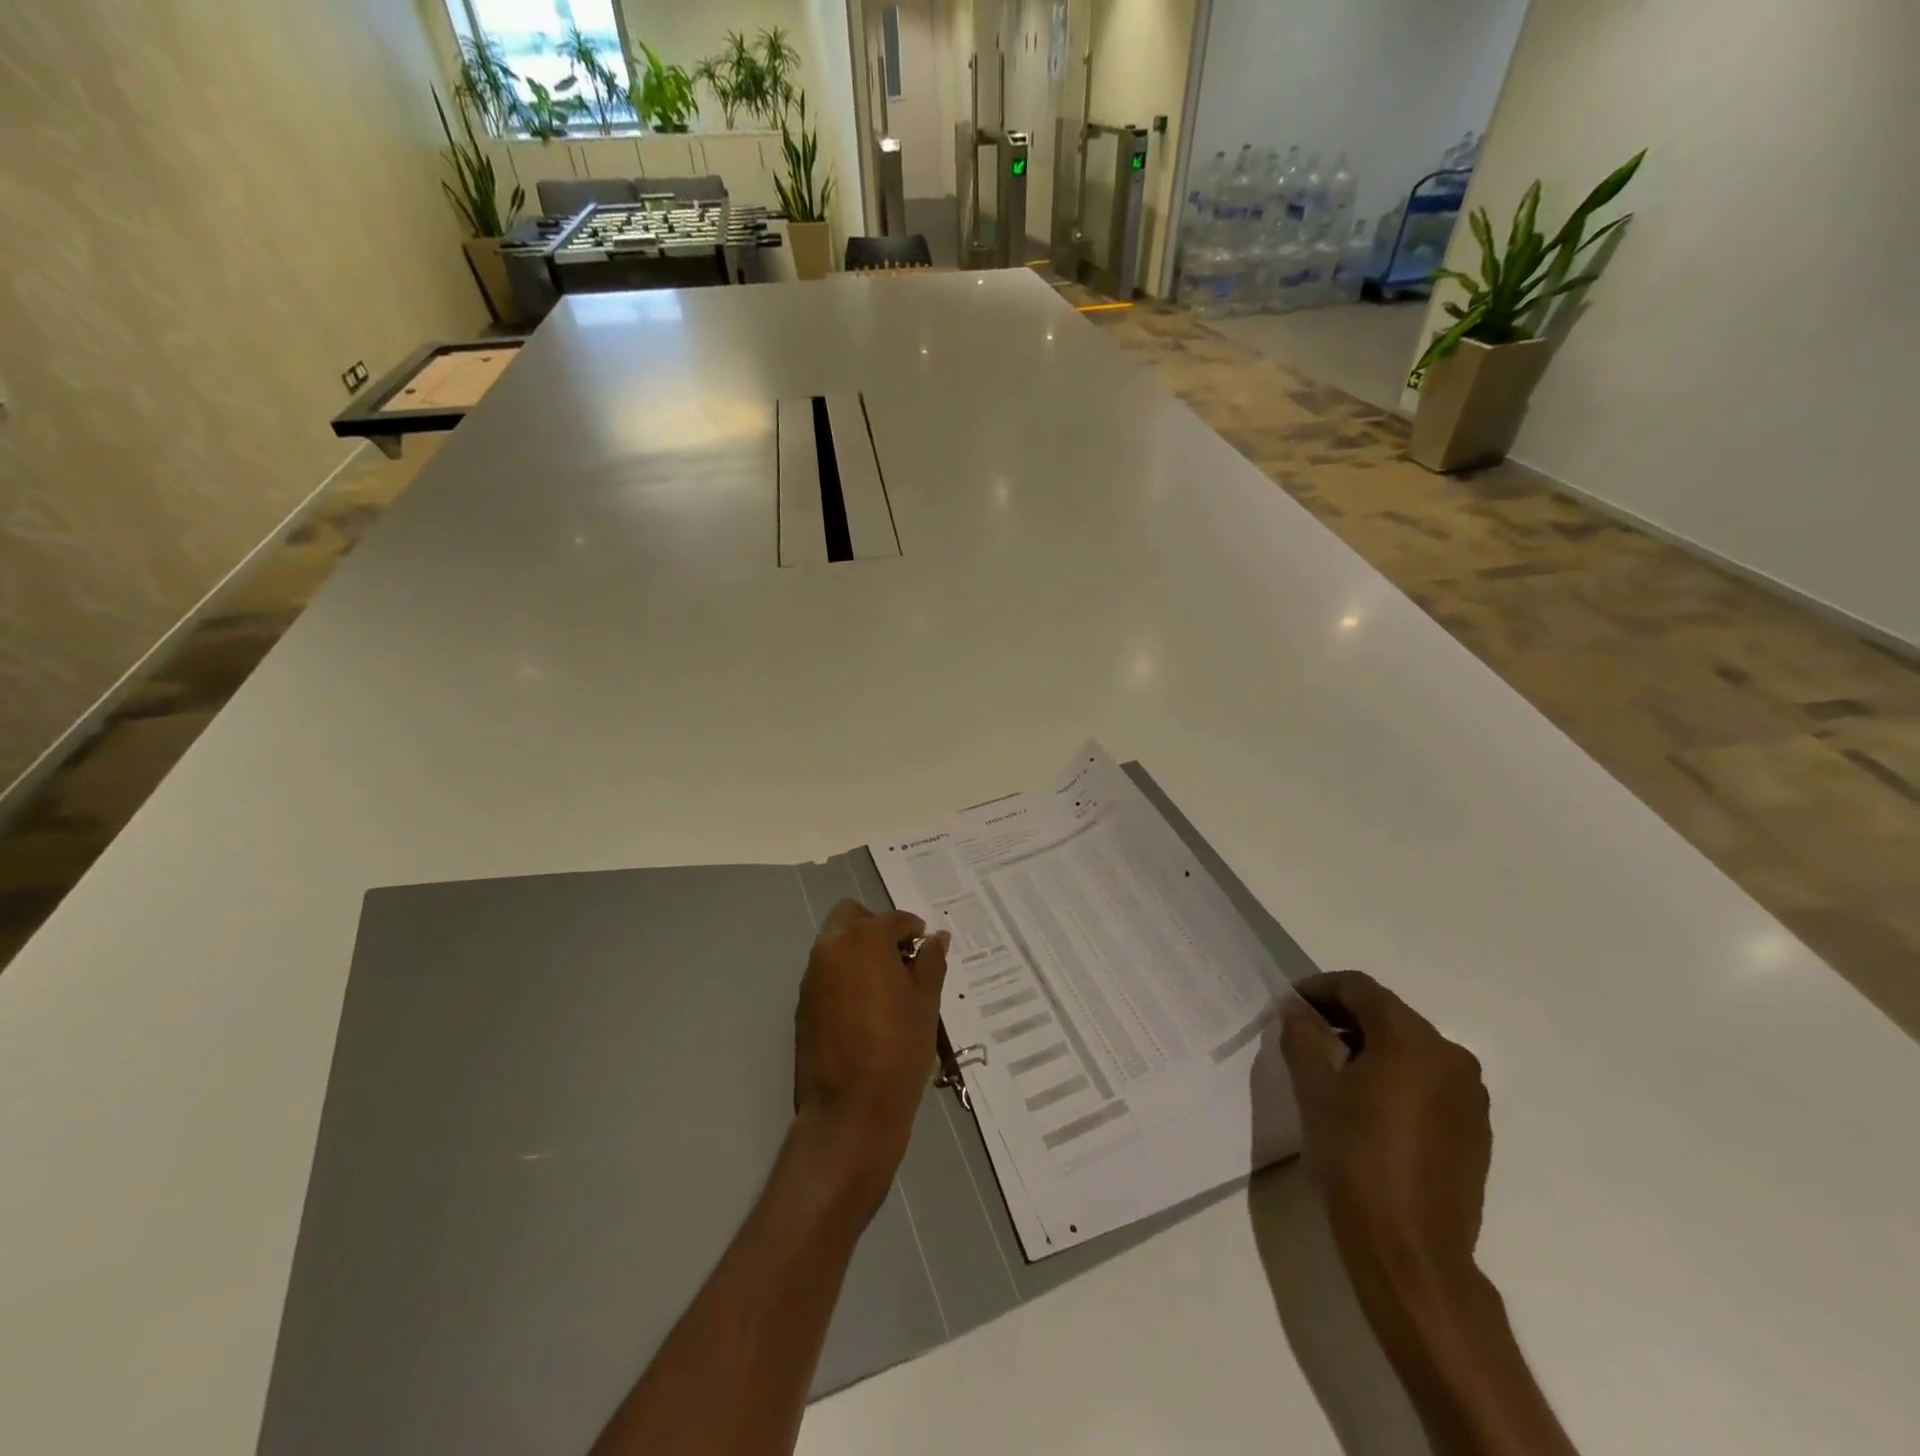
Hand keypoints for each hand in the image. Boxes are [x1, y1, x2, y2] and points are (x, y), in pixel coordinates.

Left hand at [791, 901, 949, 1207]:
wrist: (850, 1112)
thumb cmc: (899, 1050)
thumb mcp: (926, 1003)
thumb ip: (931, 962)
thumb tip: (936, 938)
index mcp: (863, 940)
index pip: (893, 919)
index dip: (914, 930)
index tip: (927, 948)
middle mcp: (830, 949)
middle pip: (851, 916)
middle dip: (877, 928)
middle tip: (902, 958)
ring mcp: (812, 977)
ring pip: (835, 943)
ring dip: (859, 950)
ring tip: (889, 985)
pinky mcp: (803, 1004)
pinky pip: (827, 972)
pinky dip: (846, 974)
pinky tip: (868, 1007)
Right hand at [1279, 970, 1491, 1301]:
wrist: (1412, 1250)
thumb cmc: (1355, 1157)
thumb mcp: (1314, 1089)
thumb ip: (1302, 1036)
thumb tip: (1297, 1011)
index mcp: (1412, 1039)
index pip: (1361, 989)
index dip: (1320, 988)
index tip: (1289, 1003)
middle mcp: (1450, 1057)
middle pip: (1388, 1015)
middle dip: (1343, 1016)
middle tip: (1304, 1032)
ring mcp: (1469, 1096)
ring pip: (1410, 1048)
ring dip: (1369, 1046)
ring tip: (1332, 1068)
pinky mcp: (1475, 1130)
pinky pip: (1428, 1081)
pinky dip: (1395, 1076)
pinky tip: (1367, 1104)